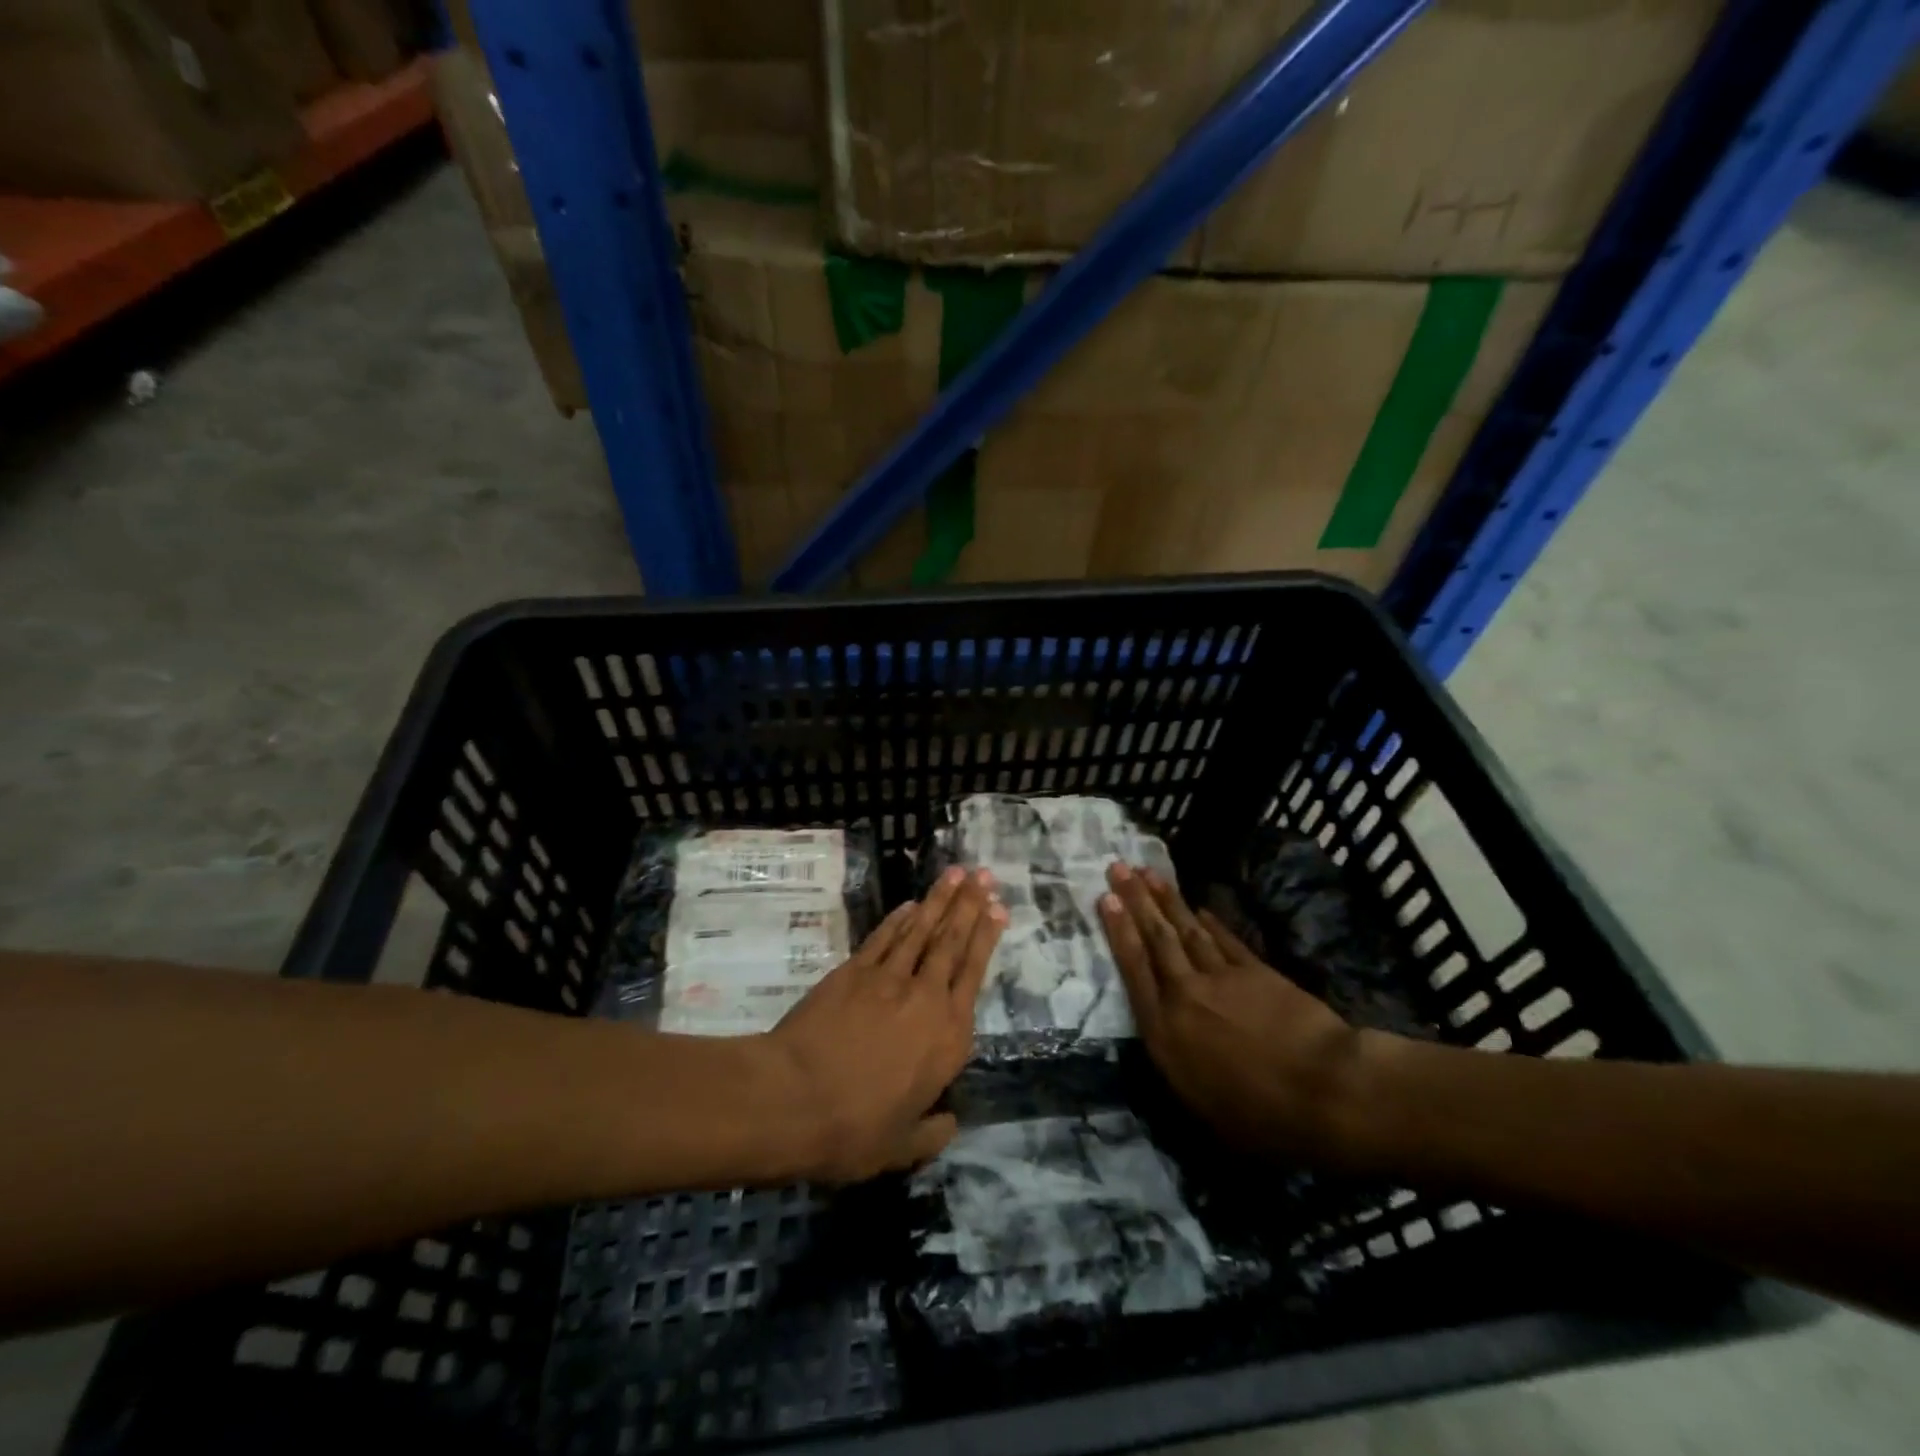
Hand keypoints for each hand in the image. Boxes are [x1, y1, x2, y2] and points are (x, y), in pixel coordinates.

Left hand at [765, 866, 1006, 1181]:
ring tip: (957, 873)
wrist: (793, 1099)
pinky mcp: (853, 972)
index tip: (999, 908)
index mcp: (948, 1037)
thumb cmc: (854, 1129)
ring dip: (940, 900)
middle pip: (952, 942)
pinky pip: (884, 938)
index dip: (987, 937)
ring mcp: (887, 979)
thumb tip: (951, 1123)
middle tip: (984, 875)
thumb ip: (933, 1133)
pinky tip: (910, 904)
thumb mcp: (902, 1147)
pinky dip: (899, 919)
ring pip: (922, 930)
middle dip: (970, 905)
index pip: (974, 974)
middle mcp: (926, 998)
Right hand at [1098, 863, 1370, 1165]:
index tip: (1106, 899)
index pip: (1134, 970)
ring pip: (1186, 931)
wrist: (1324, 1091)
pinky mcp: (1256, 972)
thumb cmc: (1260, 1116)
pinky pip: (1225, 940)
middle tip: (1118, 867)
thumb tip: (1168, 1045)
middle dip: (1135, 900)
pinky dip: (1211, 922)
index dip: (1119, 931)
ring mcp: (1222, 979)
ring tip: (1148, 872)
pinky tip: (1199, 907)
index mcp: (1165, 1032)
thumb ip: (1177, 1068)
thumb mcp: (1200, 1108)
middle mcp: (1185, 995)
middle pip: (1156, 939)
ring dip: (1166, 900)